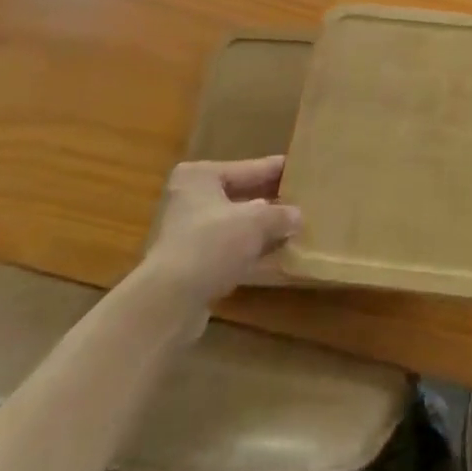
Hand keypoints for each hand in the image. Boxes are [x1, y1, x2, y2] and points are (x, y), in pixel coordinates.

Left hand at [137, 157, 301, 320]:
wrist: (168, 303)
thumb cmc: (211, 245)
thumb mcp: (256, 223)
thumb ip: (280, 215)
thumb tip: (297, 216)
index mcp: (200, 176)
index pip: (248, 168)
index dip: (276, 170)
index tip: (301, 168)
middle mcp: (190, 198)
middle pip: (240, 194)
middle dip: (270, 200)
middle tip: (303, 198)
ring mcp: (187, 232)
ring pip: (234, 223)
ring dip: (260, 228)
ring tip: (294, 226)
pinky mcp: (189, 263)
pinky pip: (228, 248)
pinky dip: (249, 249)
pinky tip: (275, 254)